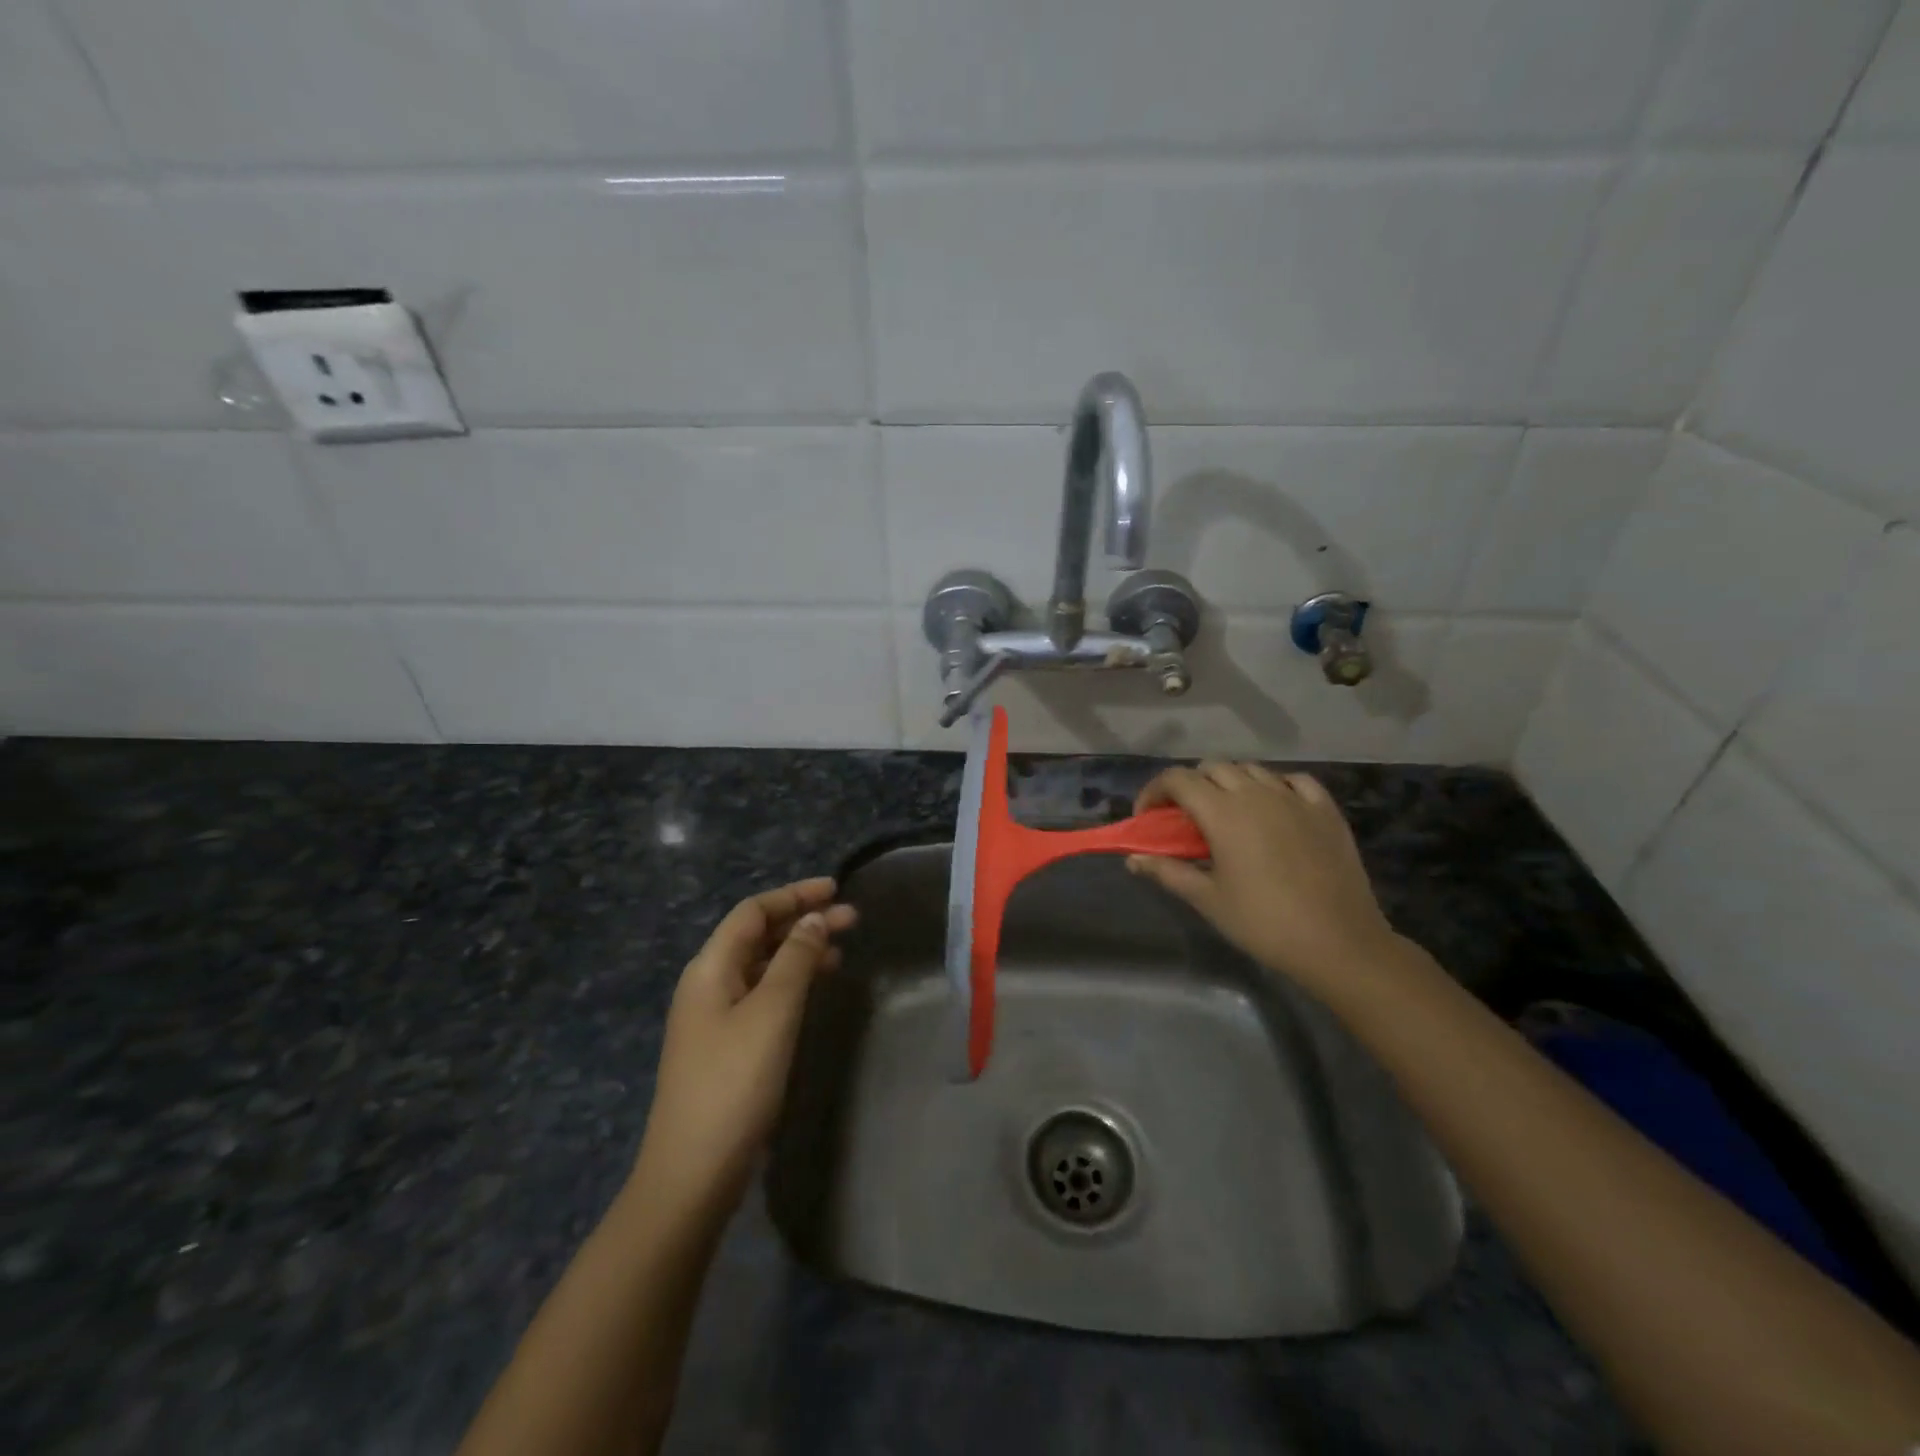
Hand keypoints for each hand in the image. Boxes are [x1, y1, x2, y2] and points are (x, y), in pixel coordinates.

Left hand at [636, 877, 854, 1215]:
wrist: (693, 1171)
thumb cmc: (735, 1081)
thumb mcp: (773, 1012)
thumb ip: (795, 959)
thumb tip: (815, 919)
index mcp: (710, 967)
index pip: (753, 911)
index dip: (794, 895)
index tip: (836, 890)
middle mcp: (708, 984)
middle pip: (757, 936)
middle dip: (802, 921)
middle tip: (852, 919)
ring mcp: (714, 1017)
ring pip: (761, 966)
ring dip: (799, 952)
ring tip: (842, 951)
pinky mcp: (725, 1046)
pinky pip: (761, 995)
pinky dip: (790, 982)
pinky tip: (814, 991)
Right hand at [1127, 763, 1402, 1002]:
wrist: (1339, 943)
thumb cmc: (1264, 923)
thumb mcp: (1208, 900)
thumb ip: (1167, 872)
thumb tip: (1133, 859)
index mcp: (1223, 812)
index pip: (1177, 779)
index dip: (1155, 791)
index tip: (1148, 817)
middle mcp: (1257, 793)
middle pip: (1213, 767)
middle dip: (1190, 785)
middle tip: (1184, 818)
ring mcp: (1295, 798)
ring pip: (1252, 769)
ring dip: (1230, 782)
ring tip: (1227, 813)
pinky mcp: (1326, 810)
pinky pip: (1294, 780)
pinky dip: (1275, 785)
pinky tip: (1274, 806)